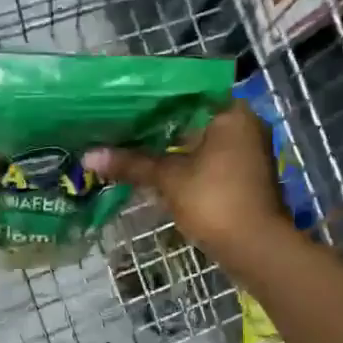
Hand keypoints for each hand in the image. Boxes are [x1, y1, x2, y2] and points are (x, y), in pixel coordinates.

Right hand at [83, 106, 284, 260]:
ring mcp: (244, 153)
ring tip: (126, 147)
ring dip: (165, 149)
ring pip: (196, 142)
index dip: (150, 100)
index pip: (184, 94)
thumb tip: (88, 156)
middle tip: (116, 127)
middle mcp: (242, 125)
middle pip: (190, 119)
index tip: (119, 105)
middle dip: (155, 128)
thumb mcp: (169, 179)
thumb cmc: (214, 201)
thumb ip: (131, 164)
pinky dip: (180, 164)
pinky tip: (150, 169)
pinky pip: (204, 161)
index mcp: (230, 113)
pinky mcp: (240, 177)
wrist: (255, 248)